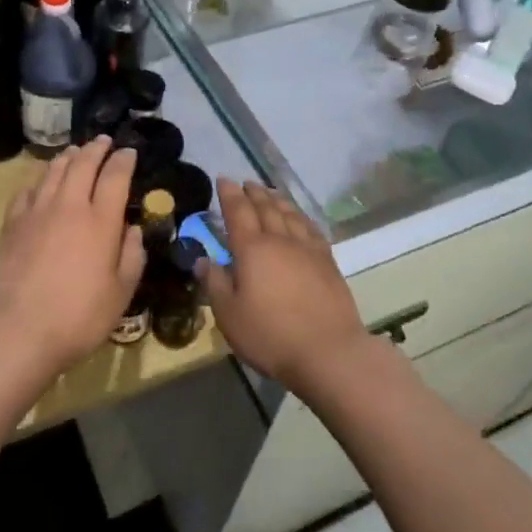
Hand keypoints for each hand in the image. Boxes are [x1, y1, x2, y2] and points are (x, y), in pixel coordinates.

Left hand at [0, 138, 145, 379]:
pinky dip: (40, 179)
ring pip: (53, 171)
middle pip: (83, 164)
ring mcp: (36, 212)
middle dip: (96, 149)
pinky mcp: (12, 223)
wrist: (18, 331)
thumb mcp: (121, 293)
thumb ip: (132, 256)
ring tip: (75, 152)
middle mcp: (68, 206)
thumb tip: (132, 229)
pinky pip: (28, 189)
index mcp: (100, 221)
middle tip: (103, 141)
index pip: (115, 176)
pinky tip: (42, 182)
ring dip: (68, 157)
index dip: (124, 160)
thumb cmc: (78, 318)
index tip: (129, 152)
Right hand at [197, 180, 367, 395]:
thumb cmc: (270, 335)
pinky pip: (311, 229)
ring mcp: (308, 249)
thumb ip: (215, 283)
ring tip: (270, 193)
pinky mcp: (328, 262)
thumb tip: (203, 259)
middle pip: (266, 208)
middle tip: (245, 183)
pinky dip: (301, 217)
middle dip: (253, 193)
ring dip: (277, 200)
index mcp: (252, 249)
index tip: (224, 179)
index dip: (229, 194)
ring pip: (290, 214)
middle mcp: (280, 240)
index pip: (238, 212)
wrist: (328, 351)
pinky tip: (300, 219)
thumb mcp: (229, 315)